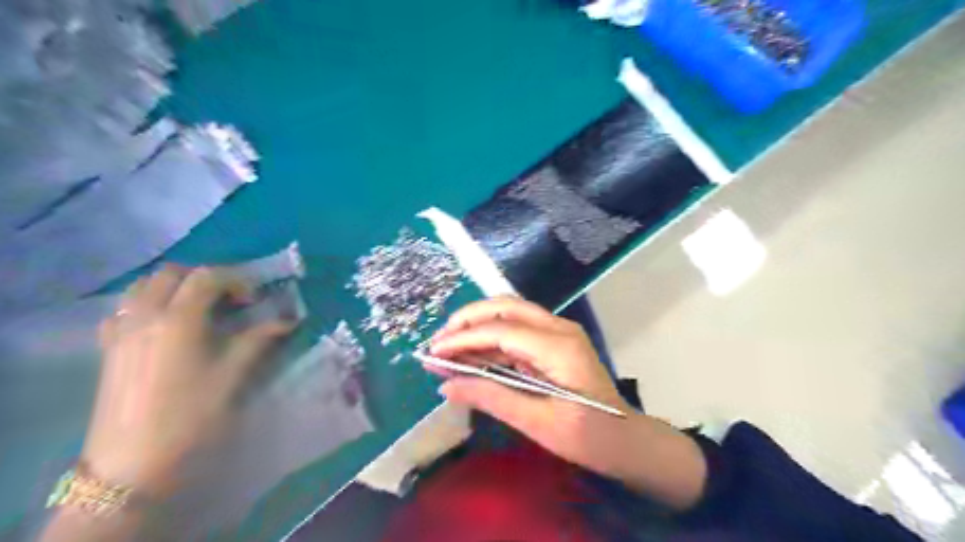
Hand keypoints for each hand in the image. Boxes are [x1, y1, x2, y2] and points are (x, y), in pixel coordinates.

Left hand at [82, 264, 292, 497]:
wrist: (133, 465)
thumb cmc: (192, 416)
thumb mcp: (233, 375)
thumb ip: (260, 340)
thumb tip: (289, 321)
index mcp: (178, 319)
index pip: (208, 276)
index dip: (237, 280)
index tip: (254, 301)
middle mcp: (145, 315)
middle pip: (172, 273)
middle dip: (205, 278)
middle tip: (228, 301)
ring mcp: (120, 331)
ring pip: (143, 287)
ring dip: (174, 287)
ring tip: (198, 309)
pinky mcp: (108, 349)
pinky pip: (124, 309)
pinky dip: (147, 304)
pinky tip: (164, 326)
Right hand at [430, 299, 706, 510]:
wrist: (627, 440)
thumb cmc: (588, 437)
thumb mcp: (538, 423)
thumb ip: (492, 398)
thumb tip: (447, 385)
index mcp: (558, 346)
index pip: (501, 329)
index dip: (463, 338)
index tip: (433, 353)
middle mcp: (558, 328)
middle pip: (505, 307)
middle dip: (467, 320)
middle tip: (438, 343)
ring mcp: (558, 332)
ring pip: (510, 314)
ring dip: (477, 327)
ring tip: (448, 349)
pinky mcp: (555, 342)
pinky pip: (517, 330)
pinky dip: (491, 339)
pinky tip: (472, 356)